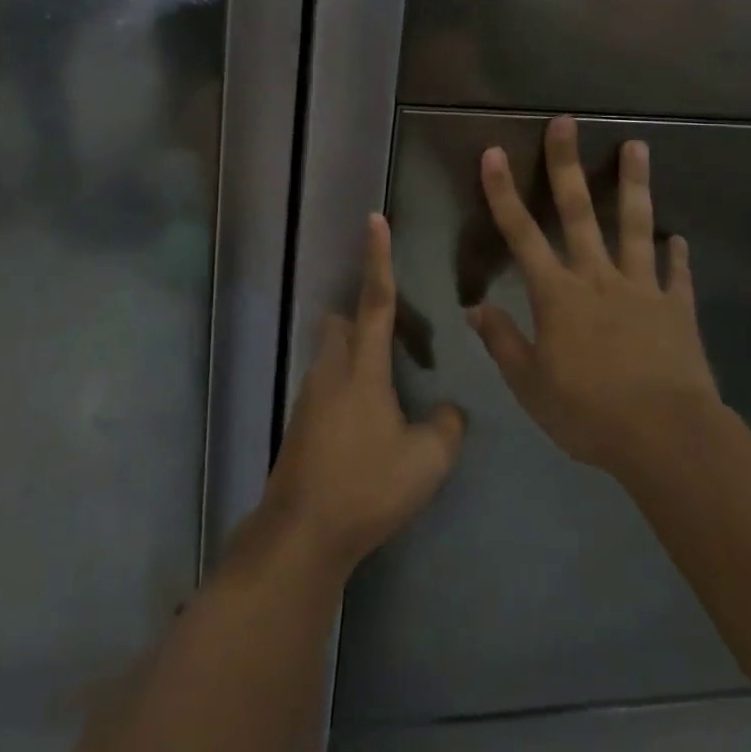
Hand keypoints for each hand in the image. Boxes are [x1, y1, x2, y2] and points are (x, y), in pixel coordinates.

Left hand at [262, 215, 465, 575]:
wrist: (302, 532)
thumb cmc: (367, 487)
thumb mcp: (427, 462)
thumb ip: (446, 428)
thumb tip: (449, 411)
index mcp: (363, 368)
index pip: (376, 300)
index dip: (378, 258)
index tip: (374, 219)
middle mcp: (331, 370)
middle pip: (340, 323)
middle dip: (361, 319)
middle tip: (394, 342)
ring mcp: (310, 396)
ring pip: (331, 355)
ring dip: (354, 358)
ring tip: (388, 393)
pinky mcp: (301, 423)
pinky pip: (326, 387)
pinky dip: (346, 391)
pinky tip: (367, 428)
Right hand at [467, 116, 718, 472]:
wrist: (666, 438)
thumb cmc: (589, 413)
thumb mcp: (531, 385)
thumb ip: (502, 342)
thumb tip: (475, 308)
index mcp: (557, 295)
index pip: (521, 234)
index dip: (504, 192)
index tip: (493, 153)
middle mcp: (597, 278)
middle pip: (578, 211)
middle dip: (566, 164)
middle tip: (566, 122)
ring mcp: (641, 287)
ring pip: (634, 225)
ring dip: (634, 184)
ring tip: (638, 146)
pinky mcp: (676, 307)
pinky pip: (675, 273)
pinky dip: (676, 254)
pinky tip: (679, 237)